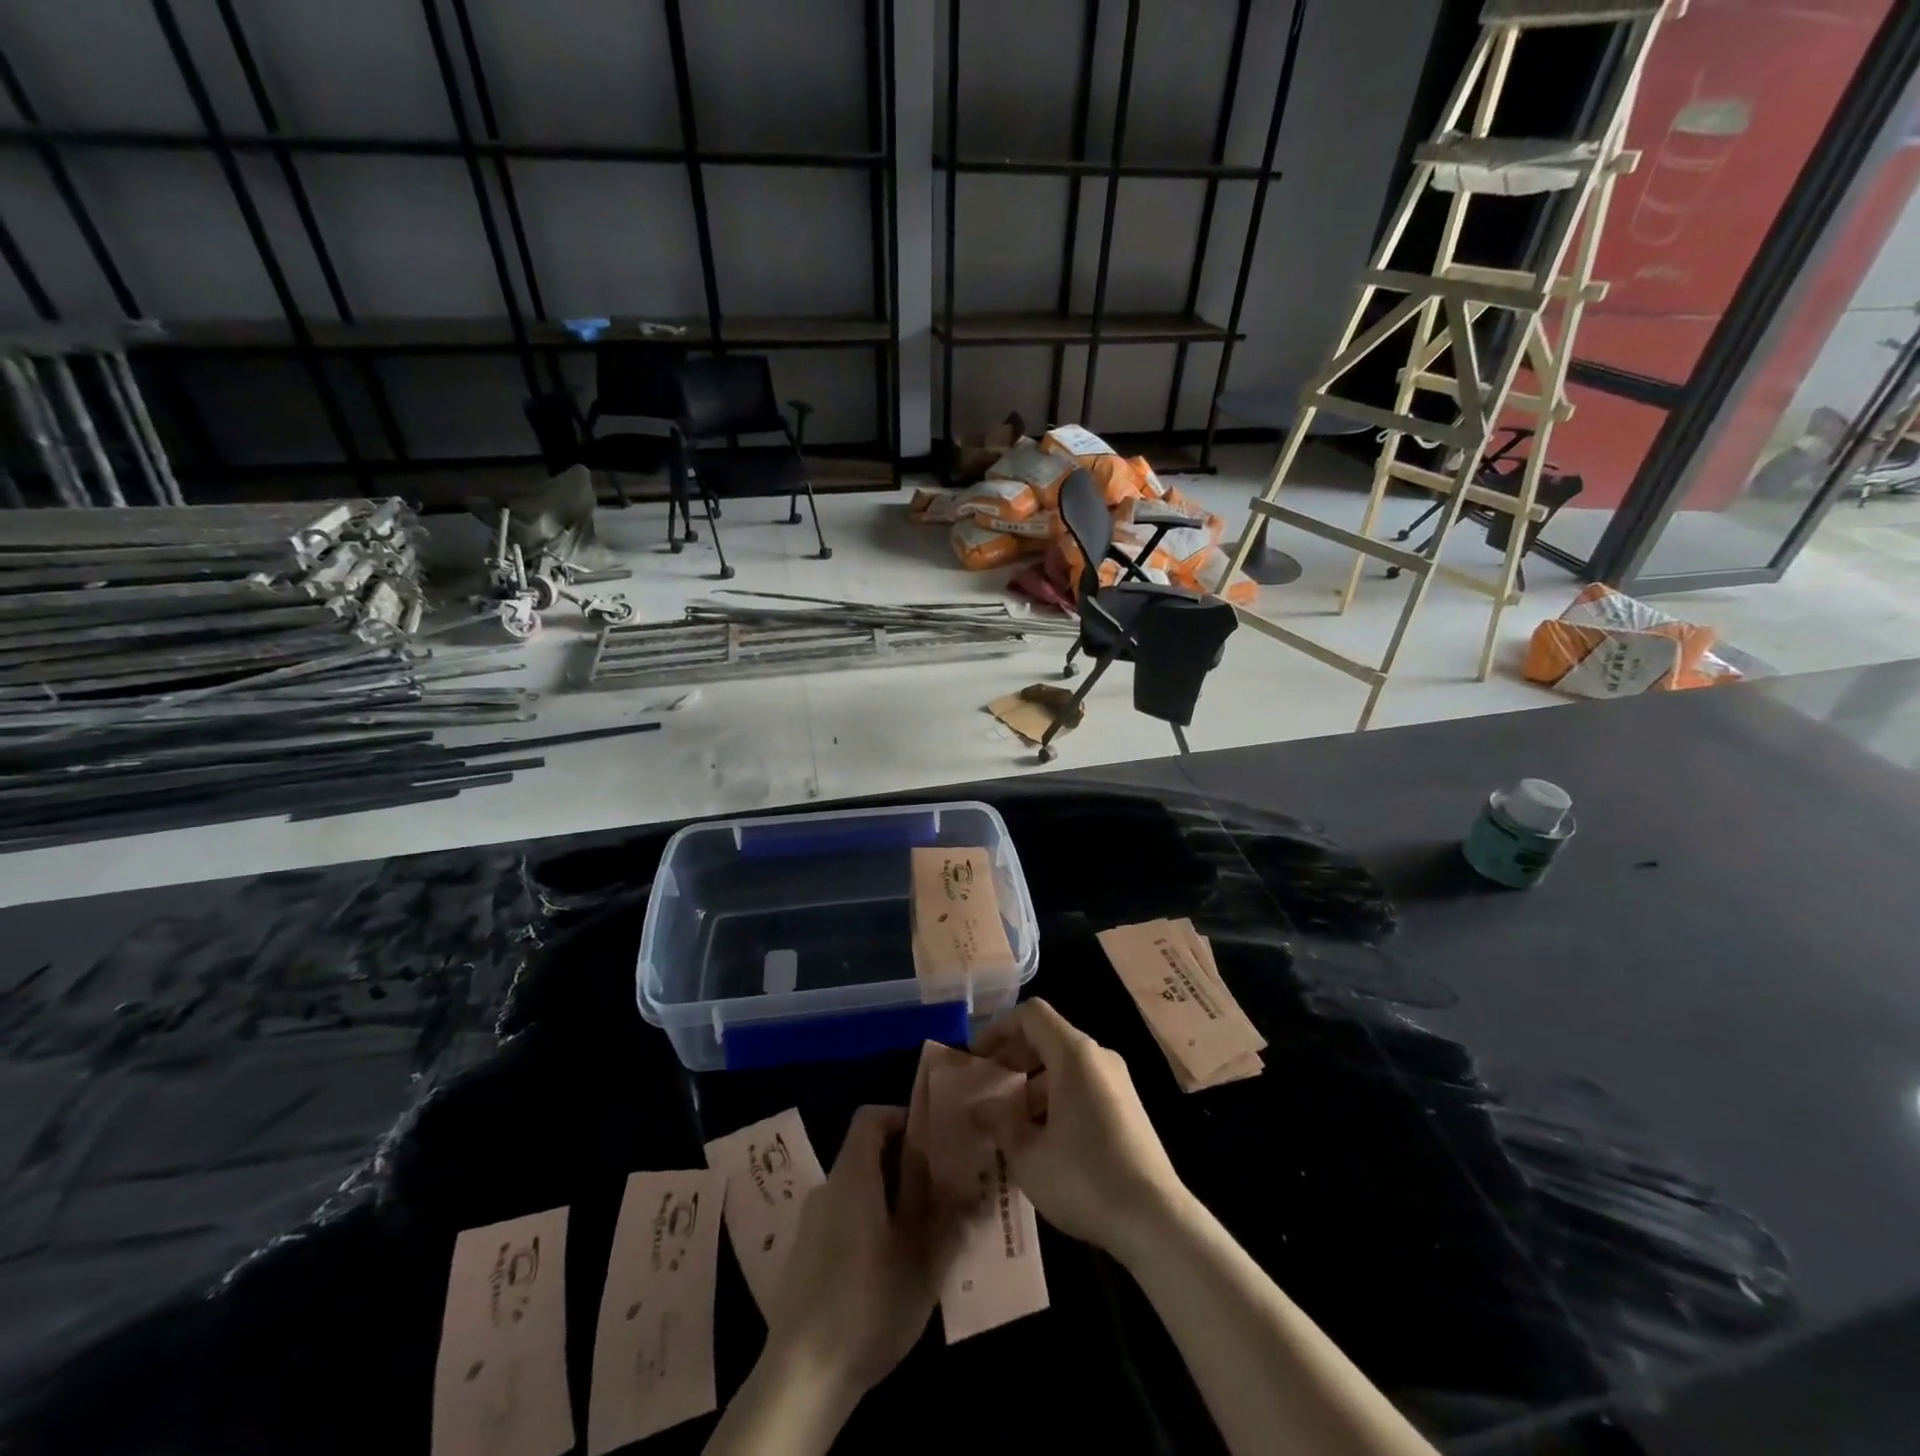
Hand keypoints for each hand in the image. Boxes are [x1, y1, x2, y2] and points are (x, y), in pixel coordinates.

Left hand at [759, 1105, 948, 1403]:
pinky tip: (889, 1268)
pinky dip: (868, 1225)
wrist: (801, 1377)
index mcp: (852, 1175)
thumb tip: (967, 1181)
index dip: (900, 1118)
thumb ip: (944, 1214)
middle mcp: (827, 1188)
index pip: (870, 1117)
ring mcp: (811, 1224)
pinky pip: (843, 1220)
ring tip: (922, 1235)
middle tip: (940, 1193)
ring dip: (888, 1200)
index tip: (932, 1141)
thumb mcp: (921, 1259)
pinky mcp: (805, 1257)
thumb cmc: (868, 1303)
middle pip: (865, 1154)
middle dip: (904, 1166)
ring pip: (856, 1191)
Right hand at [971, 998, 1188, 1262]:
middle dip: (1014, 1057)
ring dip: (1034, 1082)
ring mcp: (1118, 1081)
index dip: (999, 1029)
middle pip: (1048, 1036)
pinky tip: (1045, 1138)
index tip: (977, 1058)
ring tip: (1011, 1120)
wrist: (1156, 1220)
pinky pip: (1084, 1084)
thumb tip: (980, 1107)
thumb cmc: (1084, 1179)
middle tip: (989, 1087)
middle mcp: (1098, 1057)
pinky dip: (1057, 1096)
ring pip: (1066, 1064)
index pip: (1031, 1014)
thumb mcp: (1028, 1156)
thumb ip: (1000, 1123)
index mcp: (1074, 1055)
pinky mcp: (1129, 1107)